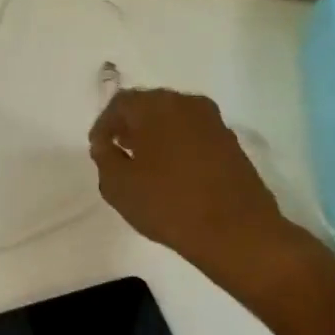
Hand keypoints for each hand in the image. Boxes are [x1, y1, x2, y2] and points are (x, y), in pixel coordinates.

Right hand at [89, 88, 310, 294]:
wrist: (236, 231)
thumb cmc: (168, 204)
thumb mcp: (118, 185)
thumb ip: (104, 157)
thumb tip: (105, 144)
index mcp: (156, 107)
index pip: (120, 103)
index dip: (103, 125)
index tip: (98, 149)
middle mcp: (187, 104)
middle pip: (149, 105)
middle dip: (129, 125)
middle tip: (117, 151)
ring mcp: (213, 122)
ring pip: (173, 118)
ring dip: (154, 134)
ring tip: (142, 163)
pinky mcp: (230, 142)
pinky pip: (192, 134)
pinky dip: (176, 144)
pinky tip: (169, 172)